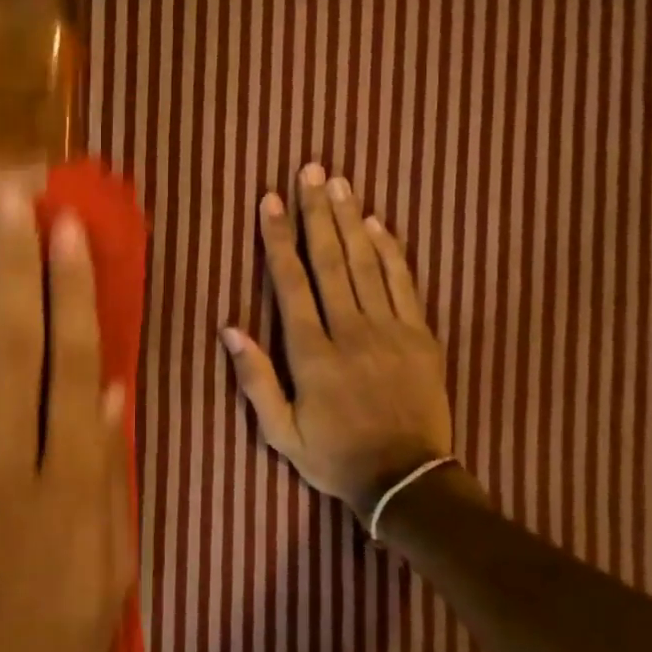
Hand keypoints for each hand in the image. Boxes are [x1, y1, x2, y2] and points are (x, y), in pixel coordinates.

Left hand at [0, 178, 132, 651]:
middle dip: (14, 261)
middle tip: (12, 195)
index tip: (68, 230)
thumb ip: (110, 470)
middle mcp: (4, 462)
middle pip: (11, 342)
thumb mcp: (112, 566)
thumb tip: (112, 389)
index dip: (73, 290)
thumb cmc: (58, 641)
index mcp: (68, 483)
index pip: (74, 363)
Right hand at [222, 163, 454, 520]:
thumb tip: (230, 327)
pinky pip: (405, 284)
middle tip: (311, 170)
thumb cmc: (335, 457)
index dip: (278, 239)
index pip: (291, 283)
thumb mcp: (281, 433)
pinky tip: (379, 223)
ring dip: (351, 220)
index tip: (270, 201)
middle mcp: (350, 332)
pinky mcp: (422, 336)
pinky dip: (392, 251)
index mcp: (313, 354)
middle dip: (317, 212)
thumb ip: (255, 380)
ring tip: (339, 183)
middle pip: (331, 260)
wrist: (407, 481)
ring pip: (367, 264)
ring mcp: (390, 331)